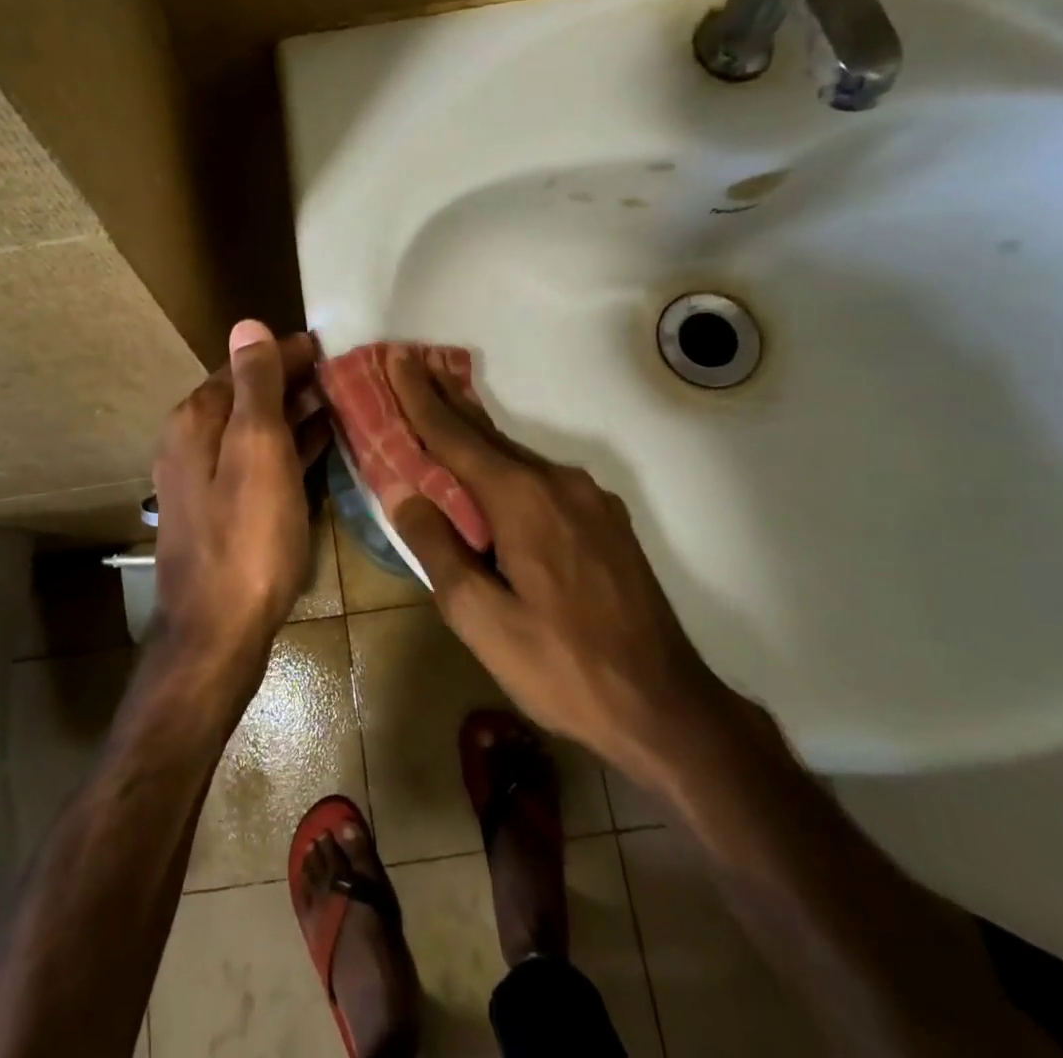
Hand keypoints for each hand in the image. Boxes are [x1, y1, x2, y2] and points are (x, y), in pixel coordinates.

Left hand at [152, 321, 329, 682]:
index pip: (245, 366)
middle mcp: (193, 442)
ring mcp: (206, 479)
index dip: (286, 353)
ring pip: (255, 429)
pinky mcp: (224, 510)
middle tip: (343, 373)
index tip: (330, 345)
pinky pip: (259, 462)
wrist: (218, 631)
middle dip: (291, 381)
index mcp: (197, 420)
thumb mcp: (257, 449)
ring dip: (293, 413)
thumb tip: (248, 325)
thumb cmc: (247, 536)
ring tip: (339, 402)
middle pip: (248, 396)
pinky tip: (318, 445)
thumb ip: (256, 385)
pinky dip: (288, 447)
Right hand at [383, 347, 742, 774]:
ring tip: (444, 412)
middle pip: (487, 434)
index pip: (455, 435)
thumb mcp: (482, 619)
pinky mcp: (606, 519)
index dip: (419, 396)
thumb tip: (405, 493)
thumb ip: (439, 549)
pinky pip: (542, 477)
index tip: (396, 356)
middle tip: (413, 366)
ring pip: (517, 456)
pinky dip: (507, 465)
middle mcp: (557, 481)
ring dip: (476, 435)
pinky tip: (496, 476)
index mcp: (521, 499)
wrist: (666, 705)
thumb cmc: (562, 666)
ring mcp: (589, 498)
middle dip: (445, 401)